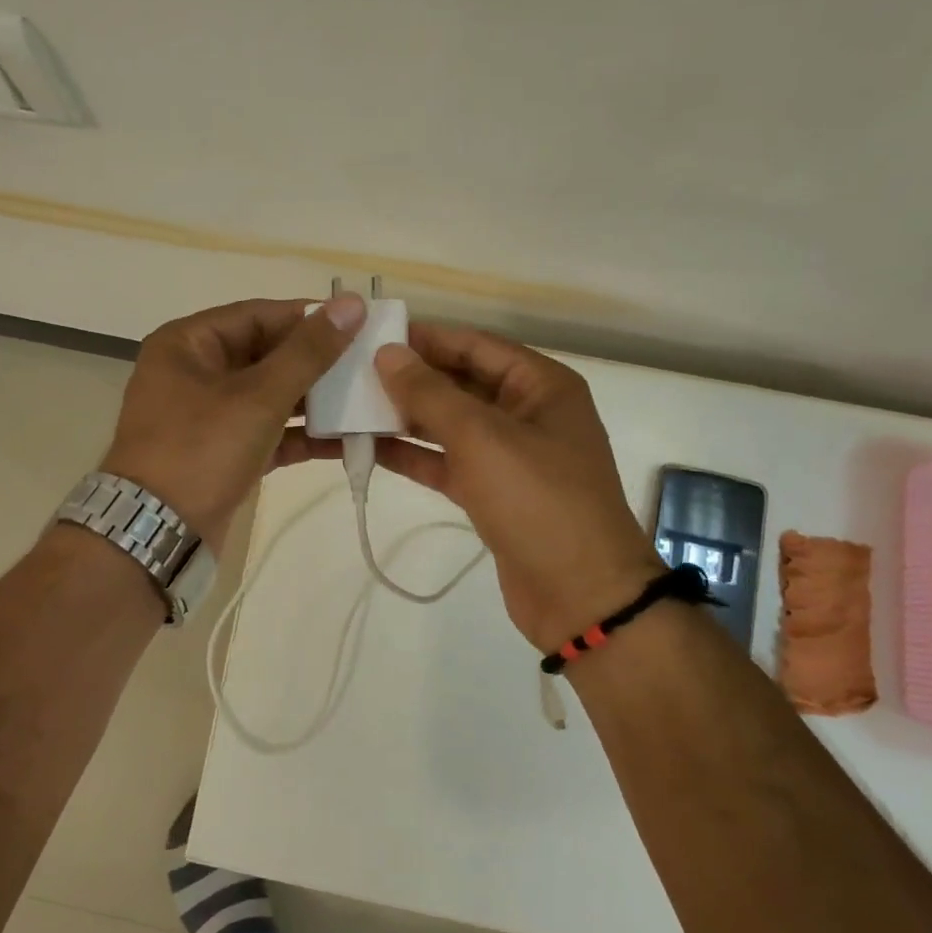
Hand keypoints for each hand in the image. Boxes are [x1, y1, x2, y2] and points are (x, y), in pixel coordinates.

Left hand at [101, 295, 366, 552]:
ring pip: (269, 394)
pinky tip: (346, 439)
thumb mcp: (259, 396)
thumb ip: (308, 351)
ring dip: (314, 399)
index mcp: (188, 343)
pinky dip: (300, 434)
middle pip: (265, 354)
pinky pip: (267, 430)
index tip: (359, 322)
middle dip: (316, 361)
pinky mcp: (221, 452)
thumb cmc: (201, 450)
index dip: (309, 317)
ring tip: (366, 398)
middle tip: (369, 362)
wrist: (156, 534)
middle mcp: (194, 372)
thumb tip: (352, 303)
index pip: (258, 315)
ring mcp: (207, 415)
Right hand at [371, 323, 662, 652]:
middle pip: (461, 383)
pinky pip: (448, 462)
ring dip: (405, 418)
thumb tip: (388, 353)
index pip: (475, 345)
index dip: (426, 338)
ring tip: (351, 407)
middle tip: (352, 372)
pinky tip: (369, 448)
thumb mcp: (482, 437)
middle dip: (411, 379)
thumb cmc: (538, 501)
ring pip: (450, 425)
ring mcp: (510, 456)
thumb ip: (430, 394)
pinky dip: (414, 456)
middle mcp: (527, 413)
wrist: (581, 597)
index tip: (373, 335)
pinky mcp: (493, 494)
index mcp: (541, 386)